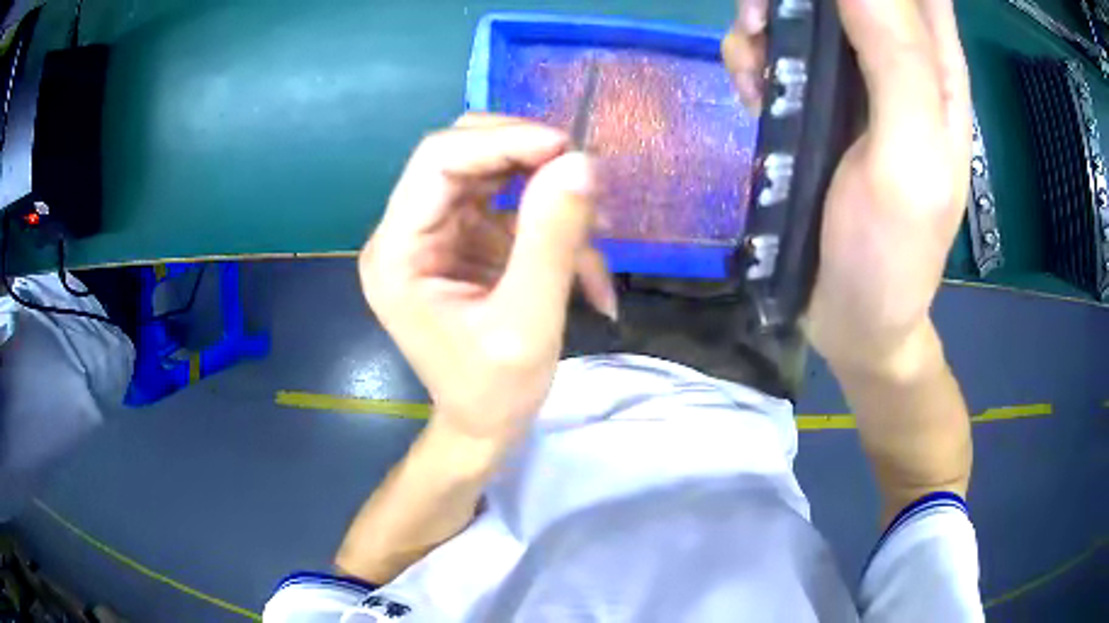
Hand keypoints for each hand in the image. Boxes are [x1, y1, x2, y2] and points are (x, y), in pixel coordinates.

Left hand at [359, 114, 615, 446]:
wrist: (483, 426)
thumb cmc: (495, 392)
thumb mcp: (528, 324)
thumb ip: (551, 240)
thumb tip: (581, 163)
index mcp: (398, 252)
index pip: (437, 161)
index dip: (502, 140)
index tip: (567, 149)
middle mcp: (406, 232)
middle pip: (461, 154)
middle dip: (528, 157)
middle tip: (585, 178)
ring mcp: (434, 234)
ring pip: (491, 172)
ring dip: (548, 191)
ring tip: (597, 229)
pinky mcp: (463, 241)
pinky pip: (509, 206)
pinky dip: (551, 222)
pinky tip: (585, 263)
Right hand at [725, 0, 970, 376]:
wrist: (852, 316)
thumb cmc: (893, 252)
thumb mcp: (909, 159)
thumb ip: (896, 60)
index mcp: (936, 67)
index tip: (827, 4)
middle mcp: (897, 57)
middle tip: (766, 18)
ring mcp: (854, 76)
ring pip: (803, 7)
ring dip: (765, 18)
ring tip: (756, 71)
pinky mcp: (816, 98)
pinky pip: (777, 47)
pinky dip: (753, 55)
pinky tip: (753, 94)